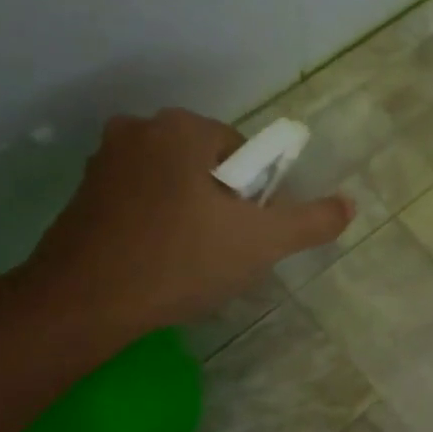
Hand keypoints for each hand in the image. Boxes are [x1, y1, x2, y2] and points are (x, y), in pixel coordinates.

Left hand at [18, 109, 351, 343]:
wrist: (83, 303)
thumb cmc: (180, 260)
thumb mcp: (261, 243)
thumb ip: (311, 221)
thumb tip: (350, 204)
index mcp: (181, 128)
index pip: (243, 151)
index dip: (255, 193)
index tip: (247, 231)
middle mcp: (138, 129)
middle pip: (208, 164)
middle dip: (222, 202)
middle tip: (223, 247)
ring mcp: (103, 161)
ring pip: (173, 182)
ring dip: (190, 212)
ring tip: (190, 259)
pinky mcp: (83, 194)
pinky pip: (141, 199)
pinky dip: (157, 222)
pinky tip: (158, 261)